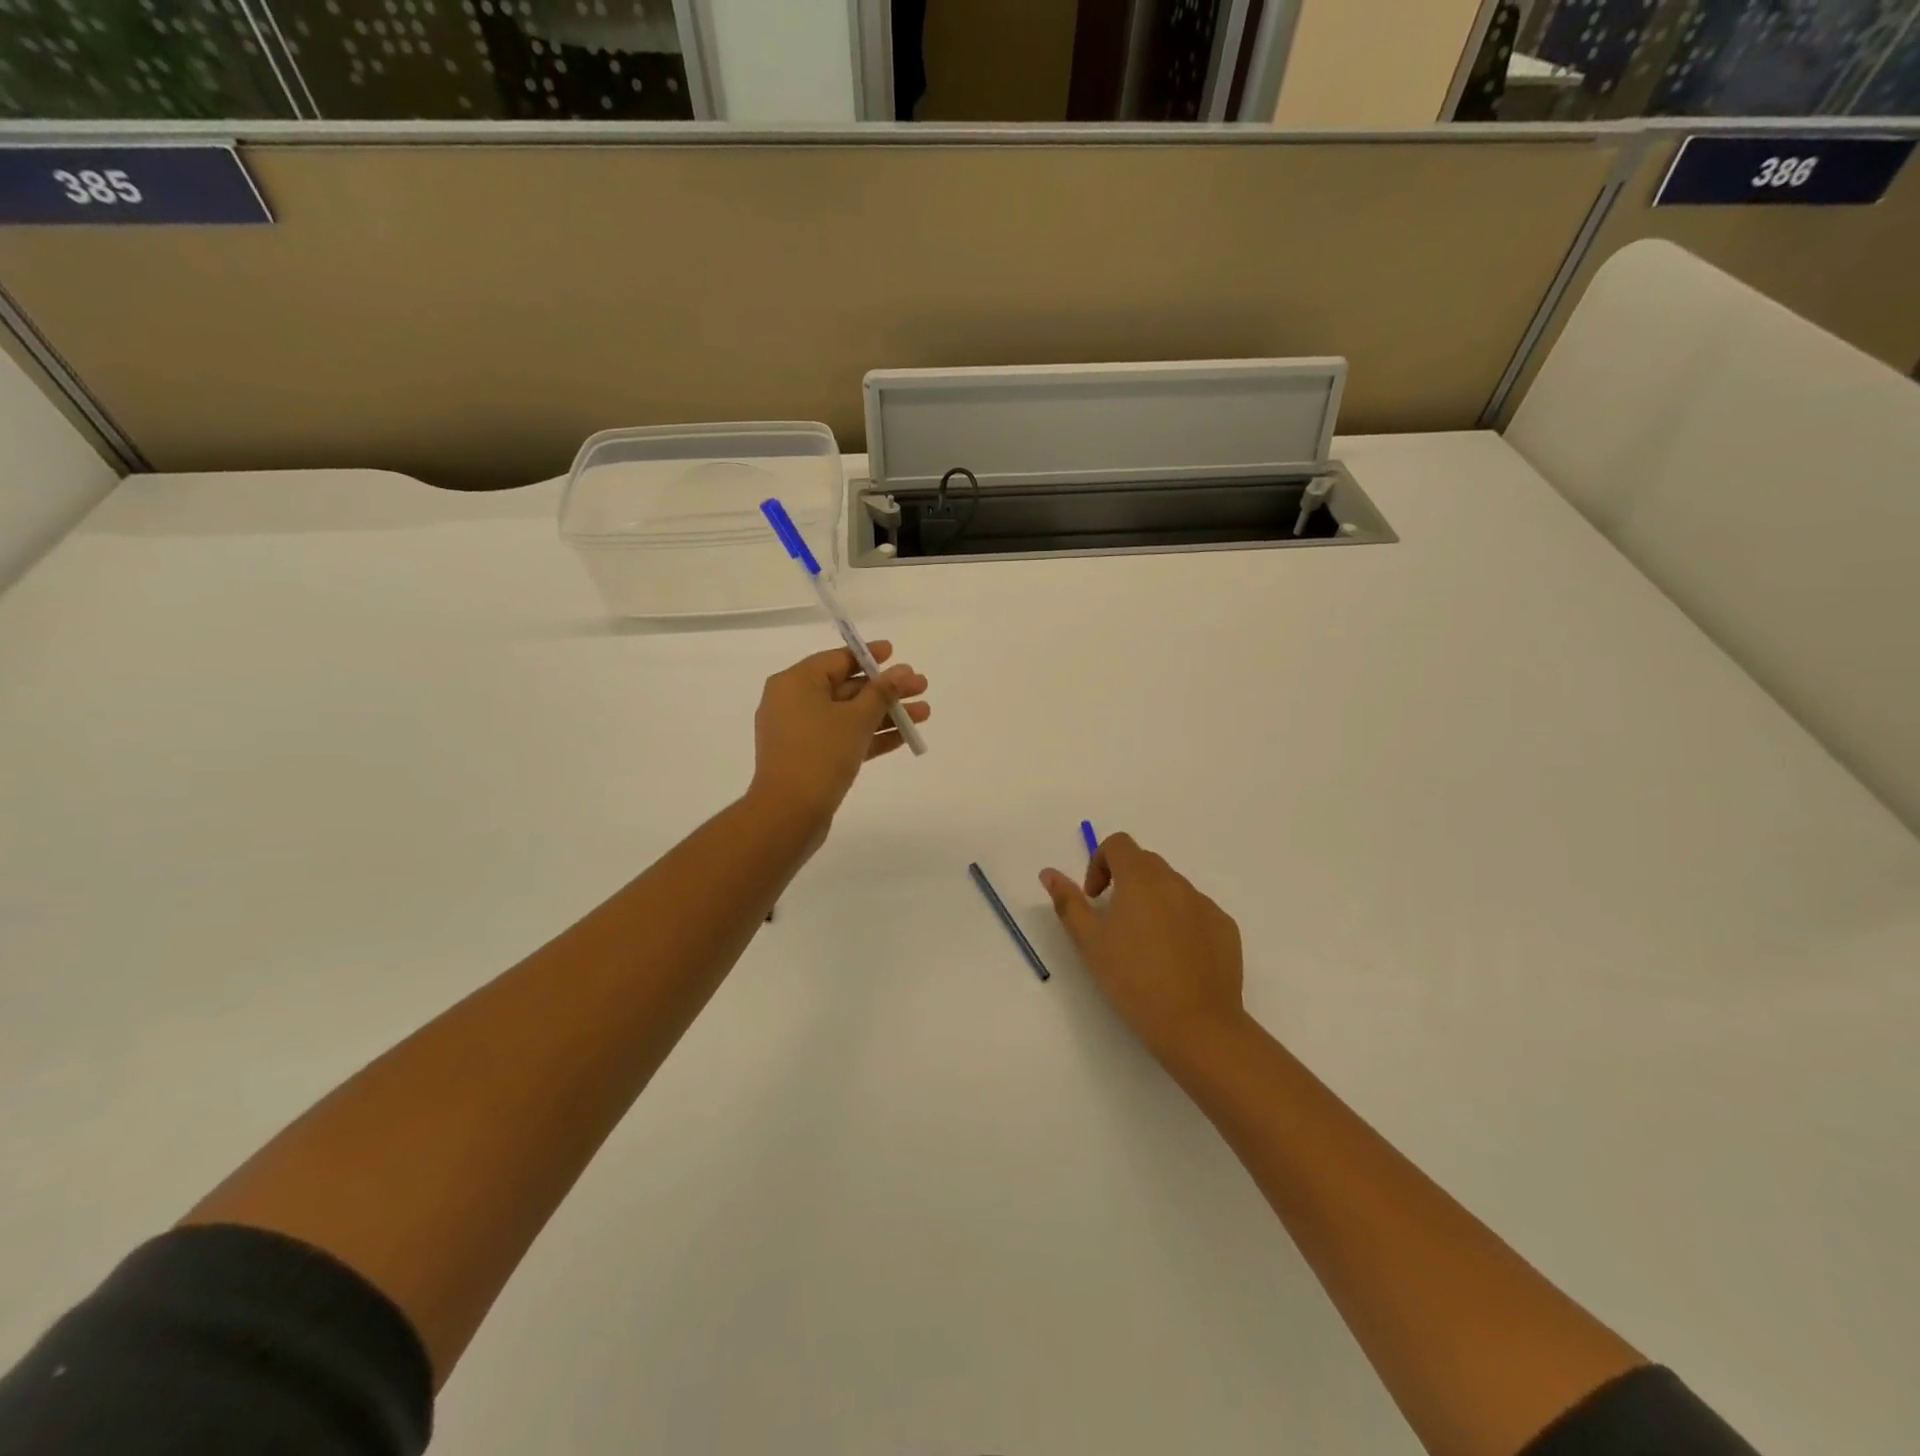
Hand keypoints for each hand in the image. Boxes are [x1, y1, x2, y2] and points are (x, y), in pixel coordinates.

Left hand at [747, 642, 929, 830]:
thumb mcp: (856, 718)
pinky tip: (905, 736)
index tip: (895, 654)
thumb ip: (882, 692)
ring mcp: (801, 732)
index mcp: (795, 682)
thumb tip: (903, 671)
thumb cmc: (820, 754)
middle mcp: (793, 702)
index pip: (837, 660)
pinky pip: (844, 738)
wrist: (789, 813)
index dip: (869, 656)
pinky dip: (871, 736)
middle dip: (886, 689)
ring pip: (849, 715)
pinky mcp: (810, 758)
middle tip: (921, 687)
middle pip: (846, 688)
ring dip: (885, 714)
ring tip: (924, 713)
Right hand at [1041, 834, 1245, 1063]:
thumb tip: (1049, 873)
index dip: (1100, 862)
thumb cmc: (1133, 980)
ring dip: (1154, 902)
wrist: (1197, 1024)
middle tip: (1114, 921)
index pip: (1118, 844)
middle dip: (1125, 881)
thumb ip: (1068, 902)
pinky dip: (1181, 922)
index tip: (1094, 898)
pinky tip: (1176, 959)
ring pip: (1173, 888)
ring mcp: (1206, 904)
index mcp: (1141, 878)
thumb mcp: (1089, 942)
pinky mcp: (1226, 928)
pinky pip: (1197, 912)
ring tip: (1146, 945)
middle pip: (1146, 863)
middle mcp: (1176, 882)